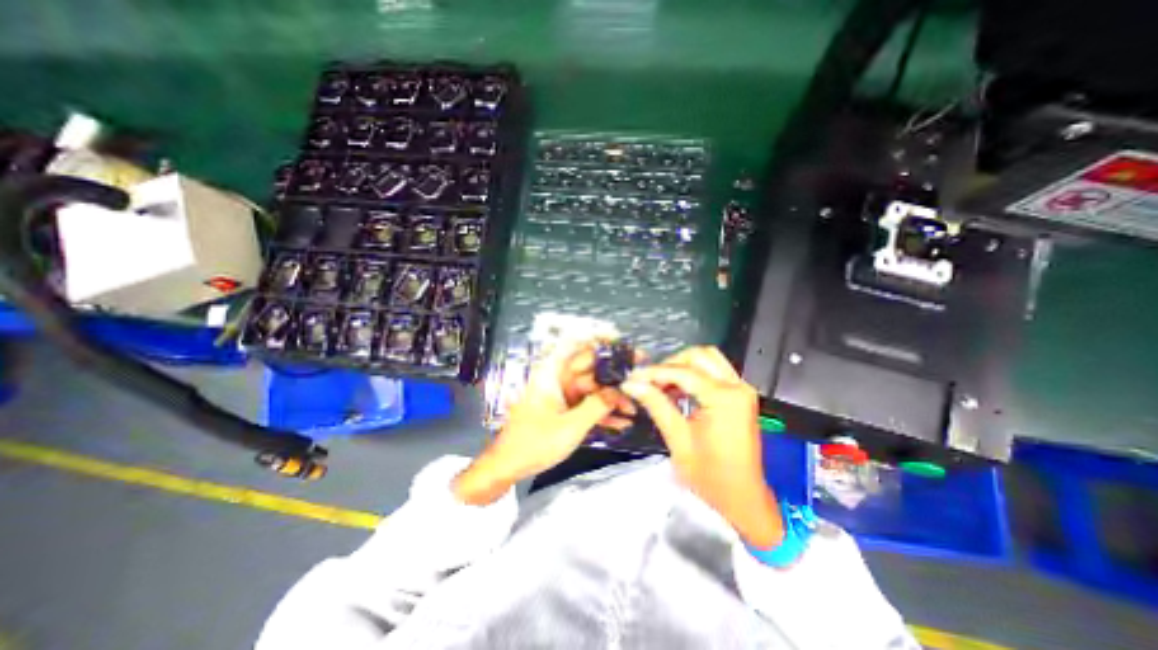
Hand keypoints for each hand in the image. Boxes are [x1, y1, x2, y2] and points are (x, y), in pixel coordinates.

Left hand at [451, 344, 630, 504]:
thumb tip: (619, 392)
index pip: (577, 346)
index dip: (598, 339)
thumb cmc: (533, 443)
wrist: (508, 467)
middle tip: (640, 377)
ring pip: (592, 389)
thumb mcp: (569, 427)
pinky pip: (586, 404)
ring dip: (611, 398)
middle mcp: (557, 379)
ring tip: (635, 407)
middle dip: (614, 375)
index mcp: (552, 374)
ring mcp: (561, 395)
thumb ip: (596, 407)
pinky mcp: (564, 409)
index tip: (621, 341)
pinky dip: (601, 412)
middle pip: (590, 369)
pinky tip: (621, 422)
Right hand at [620, 344, 780, 547]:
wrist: (743, 499)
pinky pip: (715, 371)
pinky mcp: (740, 396)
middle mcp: (737, 387)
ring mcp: (742, 389)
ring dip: (683, 366)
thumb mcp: (678, 440)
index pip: (682, 372)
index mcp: (724, 399)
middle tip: (649, 381)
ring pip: (708, 359)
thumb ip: (656, 405)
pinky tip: (677, 391)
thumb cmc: (711, 477)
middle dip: (671, 364)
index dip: (654, 372)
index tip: (632, 377)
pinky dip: (694, 374)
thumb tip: (632, 384)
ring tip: (662, 385)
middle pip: (699, 355)